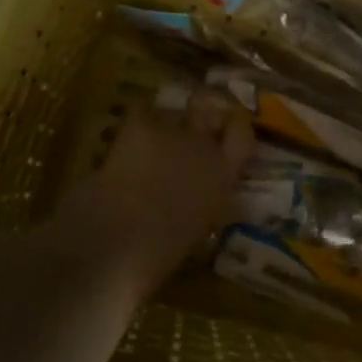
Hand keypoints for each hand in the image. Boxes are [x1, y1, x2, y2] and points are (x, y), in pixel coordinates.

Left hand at [57, 95, 254, 296]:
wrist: (120, 239)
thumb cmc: (162, 250)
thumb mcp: (198, 227)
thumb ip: (204, 201)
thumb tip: (198, 196)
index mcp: (223, 175)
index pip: (242, 135)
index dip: (235, 127)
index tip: (227, 129)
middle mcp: (204, 146)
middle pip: (210, 111)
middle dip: (202, 114)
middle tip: (189, 123)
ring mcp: (173, 131)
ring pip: (173, 112)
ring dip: (165, 123)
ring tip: (150, 135)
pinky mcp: (139, 126)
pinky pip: (140, 110)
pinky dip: (135, 118)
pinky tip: (127, 131)